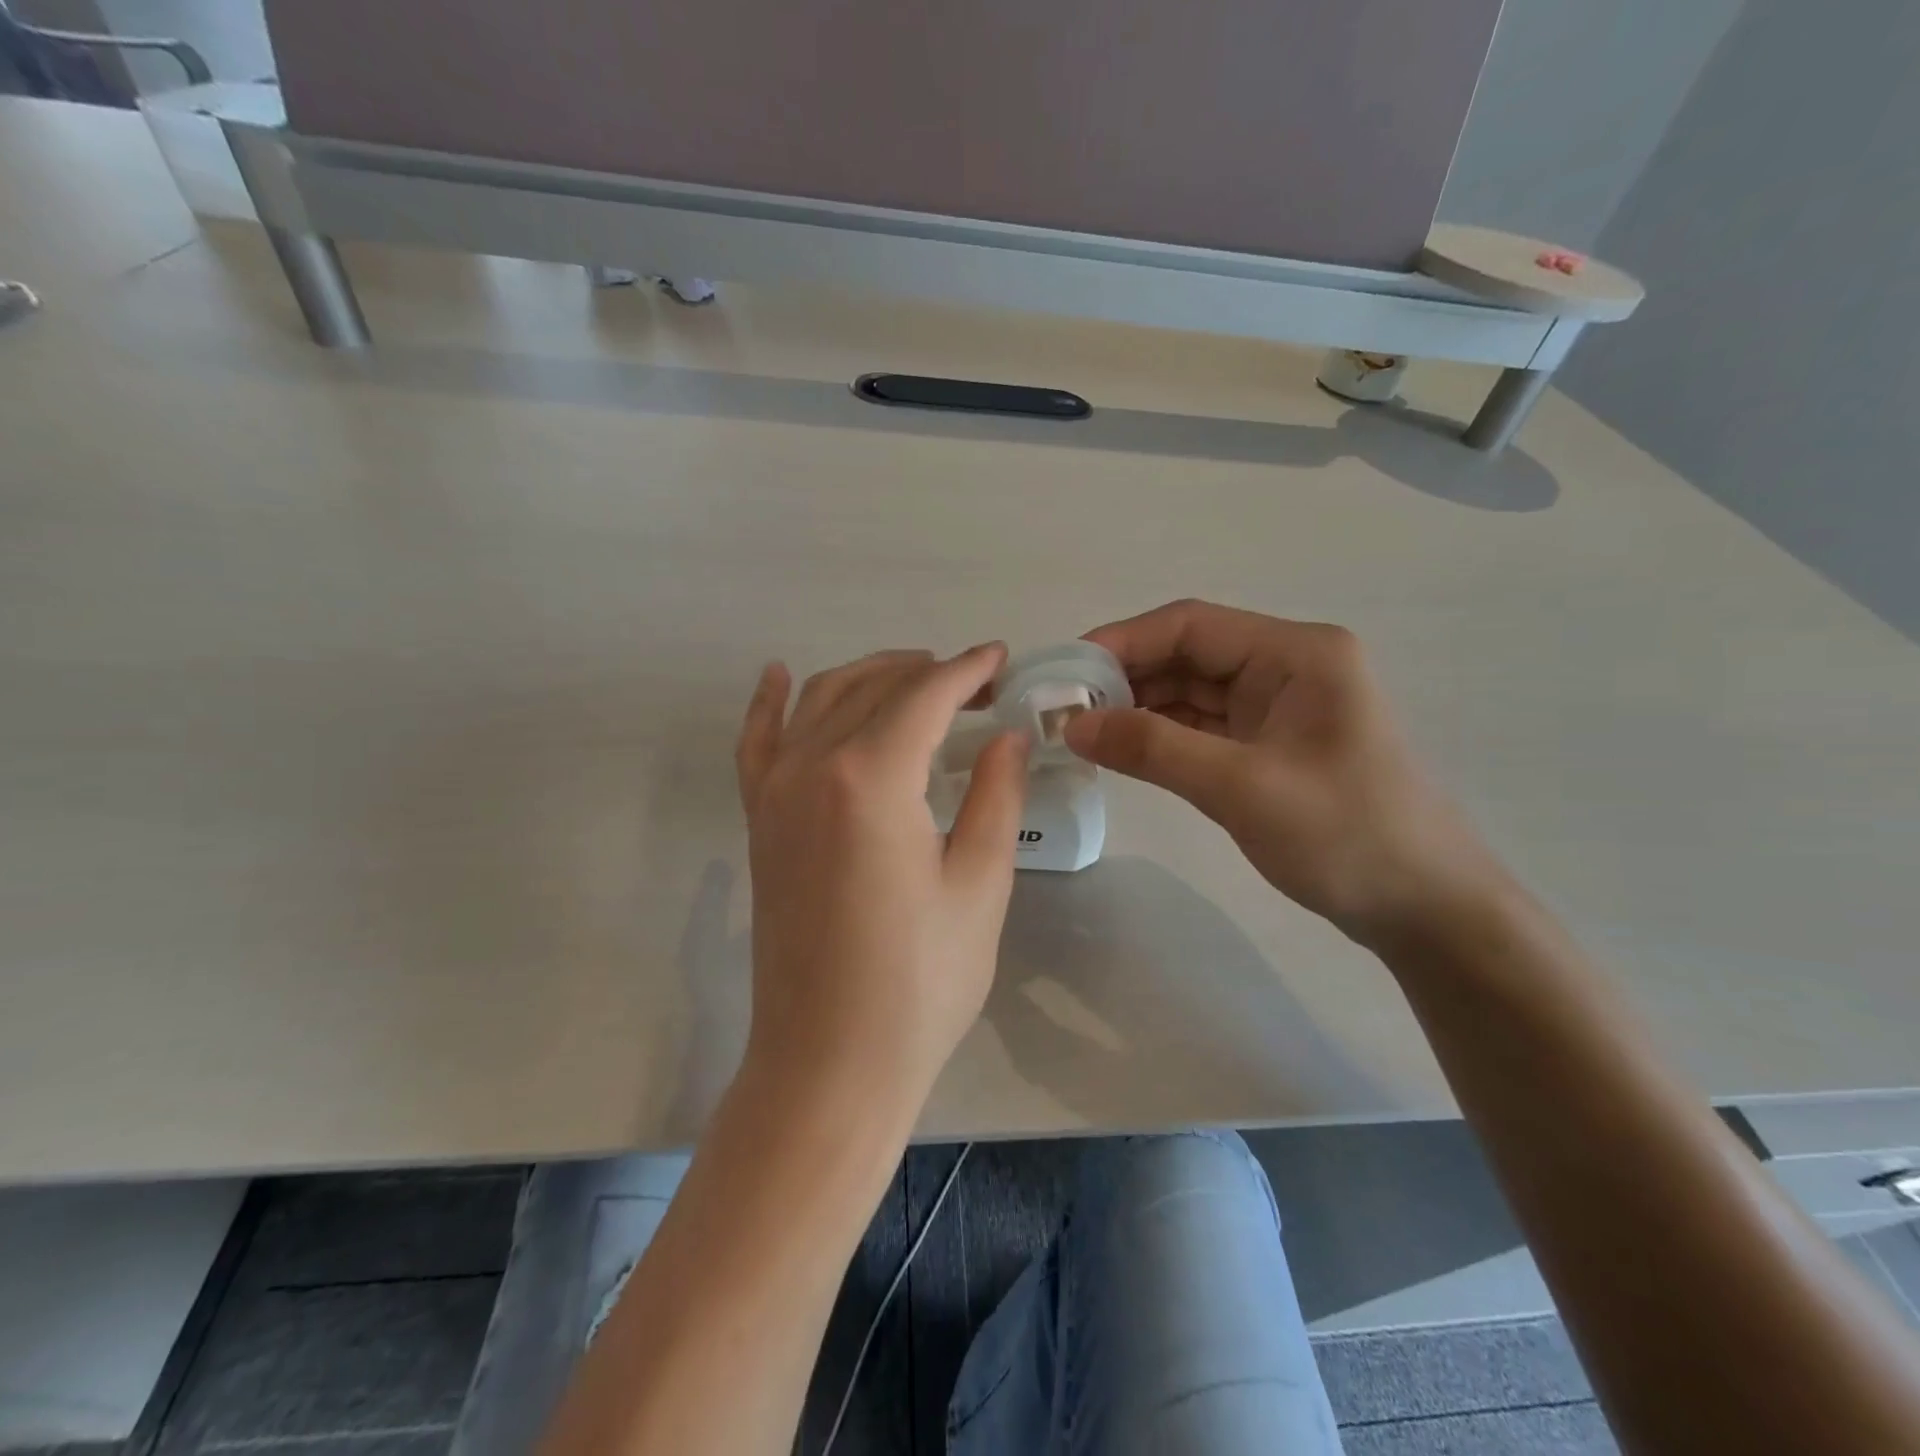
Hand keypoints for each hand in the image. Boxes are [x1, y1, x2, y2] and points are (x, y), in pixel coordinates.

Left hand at [734, 645, 1028, 1109]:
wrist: (828, 1060)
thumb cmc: (919, 981)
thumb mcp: (978, 884)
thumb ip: (993, 793)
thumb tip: (1005, 734)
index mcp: (871, 777)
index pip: (925, 694)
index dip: (967, 670)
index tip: (1000, 659)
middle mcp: (812, 766)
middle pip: (874, 687)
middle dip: (928, 672)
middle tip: (975, 684)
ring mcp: (774, 791)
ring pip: (820, 699)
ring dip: (870, 676)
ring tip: (915, 678)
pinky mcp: (758, 821)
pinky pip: (757, 741)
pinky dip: (770, 702)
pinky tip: (779, 675)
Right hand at [1064, 600, 1502, 943]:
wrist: (1426, 910)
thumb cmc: (1347, 836)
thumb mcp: (1242, 788)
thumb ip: (1154, 749)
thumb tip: (1072, 724)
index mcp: (1296, 653)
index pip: (1191, 625)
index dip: (1122, 641)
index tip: (1064, 672)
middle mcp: (1287, 666)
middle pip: (1187, 654)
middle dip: (1125, 677)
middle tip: (1063, 709)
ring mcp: (1279, 707)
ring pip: (1191, 691)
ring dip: (1138, 707)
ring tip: (1082, 731)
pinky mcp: (1270, 745)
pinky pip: (1203, 726)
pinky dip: (1162, 736)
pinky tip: (1122, 749)